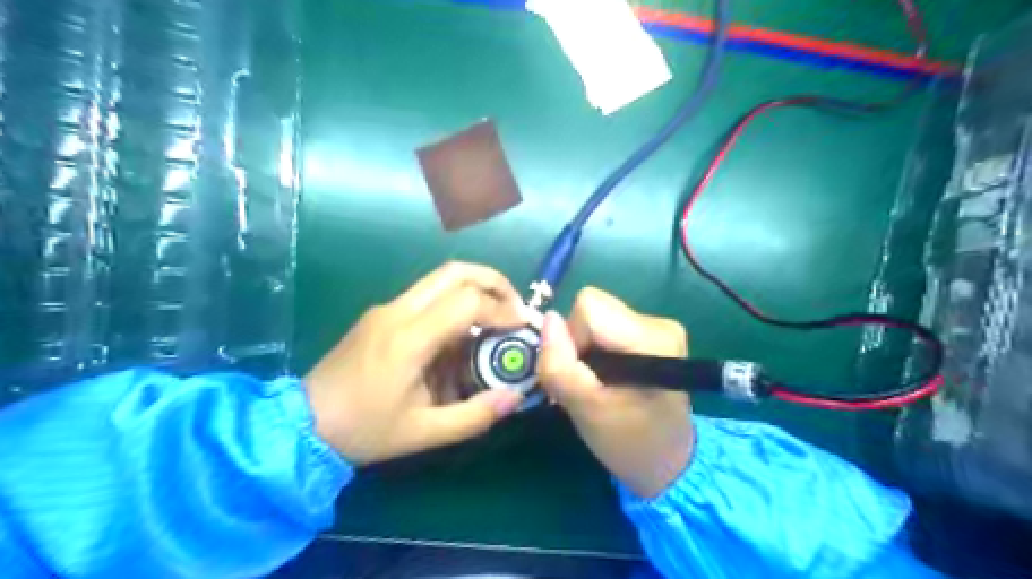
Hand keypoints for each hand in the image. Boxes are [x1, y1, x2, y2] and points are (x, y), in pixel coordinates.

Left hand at [298, 262, 523, 466]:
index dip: (502, 310)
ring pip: (440, 278)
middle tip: (516, 307)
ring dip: (475, 289)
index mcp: (409, 339)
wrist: (302, 424)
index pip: (467, 302)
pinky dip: (455, 303)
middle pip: (455, 272)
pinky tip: (462, 335)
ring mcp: (387, 308)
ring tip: (496, 318)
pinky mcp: (381, 314)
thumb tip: (515, 396)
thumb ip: (474, 416)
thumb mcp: (423, 433)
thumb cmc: (364, 430)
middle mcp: (398, 311)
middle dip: (494, 282)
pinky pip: (426, 296)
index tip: (522, 327)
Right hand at [537, 287, 687, 496]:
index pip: (589, 308)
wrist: (667, 462)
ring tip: (598, 381)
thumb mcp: (585, 410)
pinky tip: (608, 375)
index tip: (580, 374)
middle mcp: (659, 323)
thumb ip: (560, 365)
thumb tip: (549, 320)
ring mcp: (658, 326)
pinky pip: (606, 324)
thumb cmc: (628, 442)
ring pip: (596, 315)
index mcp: (652, 339)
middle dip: (578, 341)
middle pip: (593, 307)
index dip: (572, 338)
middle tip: (587, 381)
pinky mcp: (652, 333)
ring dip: (586, 346)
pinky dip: (597, 348)